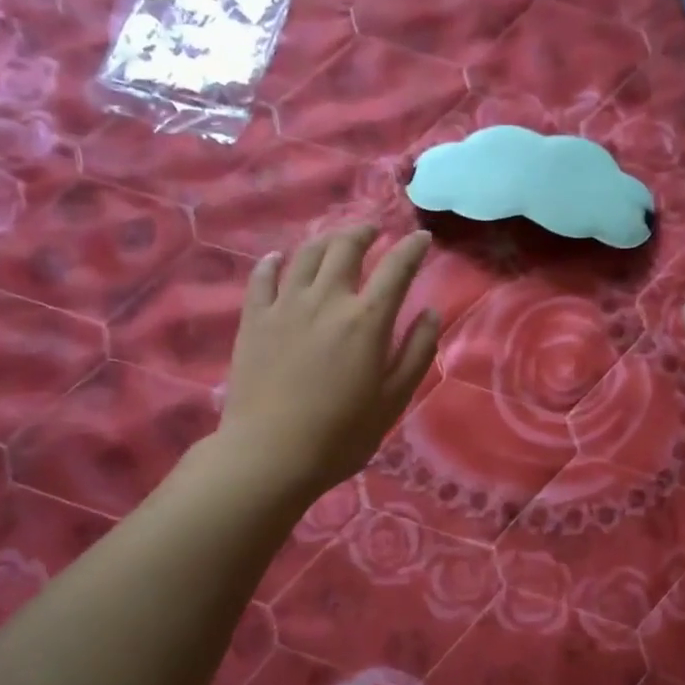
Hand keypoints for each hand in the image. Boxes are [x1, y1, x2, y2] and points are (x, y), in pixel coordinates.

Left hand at [212, 225, 439, 501]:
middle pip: (346, 248)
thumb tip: (430, 312)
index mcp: (367, 319)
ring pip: (306, 255)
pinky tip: (278, 259)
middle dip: (364, 232)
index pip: (396, 268)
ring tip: (335, 239)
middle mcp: (327, 299)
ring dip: (325, 240)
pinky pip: (262, 278)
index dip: (412, 248)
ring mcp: (285, 305)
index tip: (421, 237)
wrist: (271, 454)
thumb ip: (417, 351)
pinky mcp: (254, 319)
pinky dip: (273, 262)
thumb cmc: (342, 434)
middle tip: (373, 230)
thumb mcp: (394, 399)